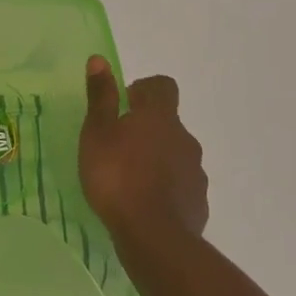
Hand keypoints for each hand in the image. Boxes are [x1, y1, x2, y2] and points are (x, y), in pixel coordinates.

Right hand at [79, 56, 208, 239]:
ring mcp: (196, 172)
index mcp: (160, 116)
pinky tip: (146, 206)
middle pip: (168, 123)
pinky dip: (166, 189)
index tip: (125, 104)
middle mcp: (184, 138)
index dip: (145, 90)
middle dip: (147, 130)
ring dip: (157, 160)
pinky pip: (182, 186)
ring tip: (131, 180)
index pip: (163, 86)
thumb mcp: (97, 133)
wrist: (154, 236)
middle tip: (119, 147)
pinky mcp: (198, 202)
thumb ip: (100, 97)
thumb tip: (100, 59)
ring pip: (176, 155)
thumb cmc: (117, 176)